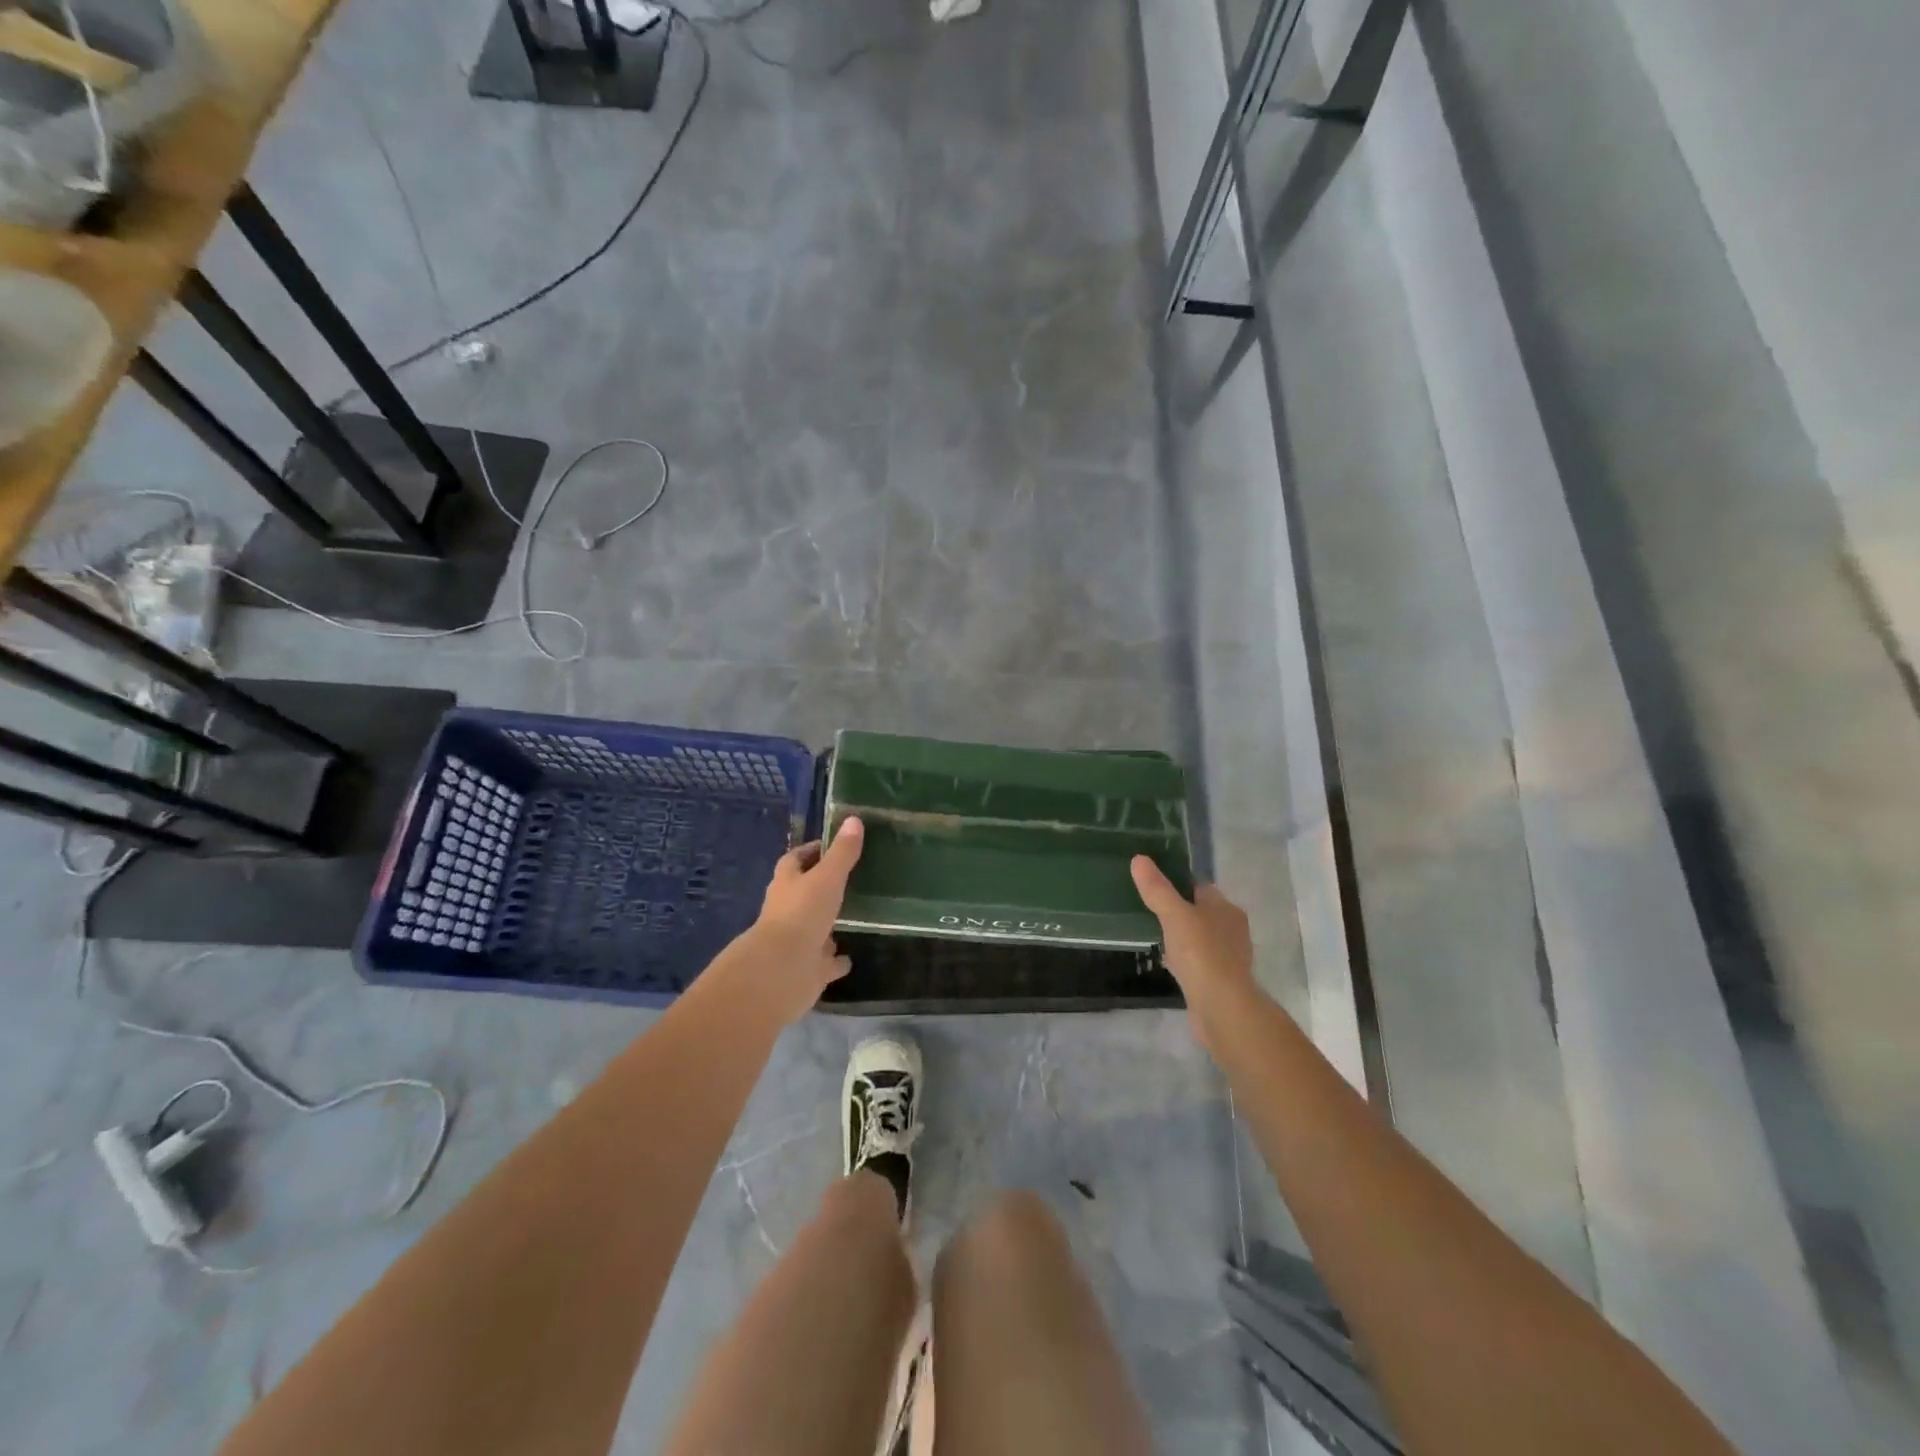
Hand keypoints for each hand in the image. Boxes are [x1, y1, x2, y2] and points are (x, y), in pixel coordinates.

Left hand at [727, 817, 865, 1024]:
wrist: (782, 970)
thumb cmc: (802, 913)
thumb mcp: (827, 877)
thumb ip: (842, 852)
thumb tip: (854, 819)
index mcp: (787, 883)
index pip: (795, 859)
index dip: (812, 851)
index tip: (833, 845)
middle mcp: (787, 910)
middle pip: (803, 892)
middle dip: (820, 887)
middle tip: (849, 879)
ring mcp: (796, 940)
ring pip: (814, 928)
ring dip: (827, 924)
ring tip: (853, 916)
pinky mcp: (807, 968)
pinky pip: (824, 962)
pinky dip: (835, 960)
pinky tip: (849, 958)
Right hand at [1131, 856, 1256, 1035]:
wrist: (1222, 1008)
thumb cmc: (1201, 954)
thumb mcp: (1174, 915)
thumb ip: (1157, 889)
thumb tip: (1139, 859)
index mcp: (1226, 908)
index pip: (1200, 886)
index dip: (1177, 884)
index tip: (1152, 886)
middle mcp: (1232, 928)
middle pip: (1201, 911)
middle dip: (1179, 911)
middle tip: (1149, 910)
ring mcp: (1229, 956)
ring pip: (1201, 937)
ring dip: (1183, 936)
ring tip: (1156, 935)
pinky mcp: (1222, 979)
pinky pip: (1199, 960)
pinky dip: (1186, 959)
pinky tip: (1169, 963)